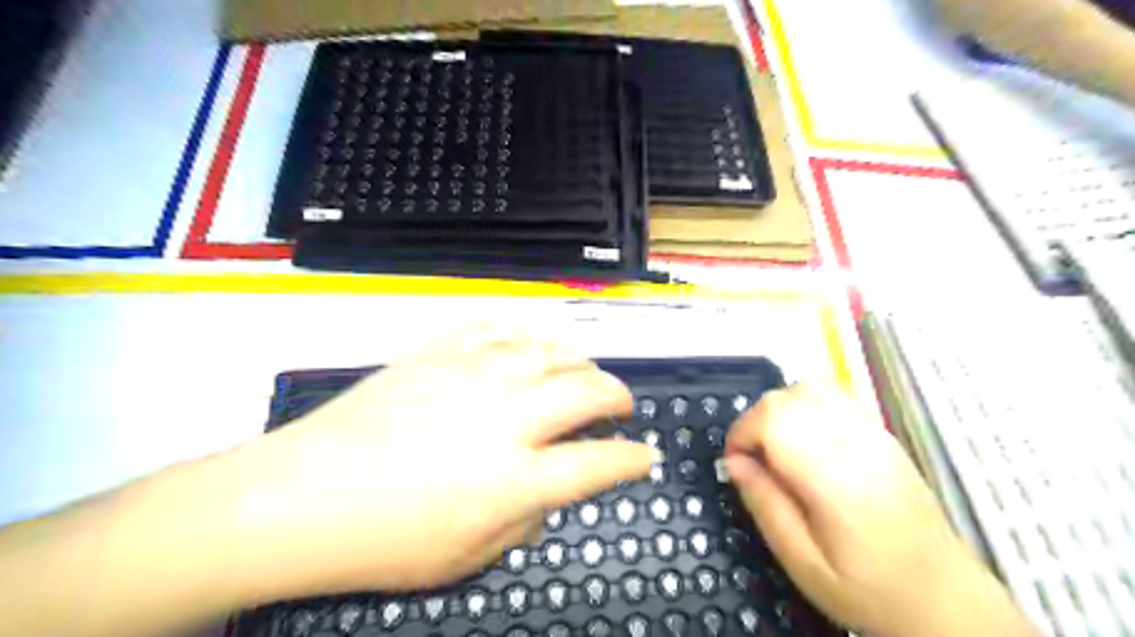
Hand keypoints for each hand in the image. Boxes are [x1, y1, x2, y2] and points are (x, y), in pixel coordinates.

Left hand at [228, 329, 655, 601]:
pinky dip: (526, 336)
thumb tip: (549, 493)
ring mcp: (473, 375)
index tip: (643, 456)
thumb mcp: (465, 559)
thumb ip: (523, 522)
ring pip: (550, 349)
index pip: (598, 463)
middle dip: (617, 396)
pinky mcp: (441, 352)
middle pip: (587, 390)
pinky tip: (529, 347)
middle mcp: (505, 417)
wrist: (300, 496)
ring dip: (578, 361)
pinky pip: (499, 328)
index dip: (630, 459)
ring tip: (583, 372)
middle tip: (621, 405)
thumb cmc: (383, 542)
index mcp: (514, 478)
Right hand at [721, 383, 1034, 635]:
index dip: (740, 434)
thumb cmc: (869, 589)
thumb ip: (764, 505)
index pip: (772, 420)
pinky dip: (807, 402)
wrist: (946, 598)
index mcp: (833, 478)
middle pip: (786, 398)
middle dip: (754, 422)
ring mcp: (872, 433)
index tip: (735, 464)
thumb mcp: (803, 563)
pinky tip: (806, 435)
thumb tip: (733, 462)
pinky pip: (834, 394)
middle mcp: (853, 443)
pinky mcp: (881, 432)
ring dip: (780, 408)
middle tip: (754, 461)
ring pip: (809, 387)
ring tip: (778, 446)